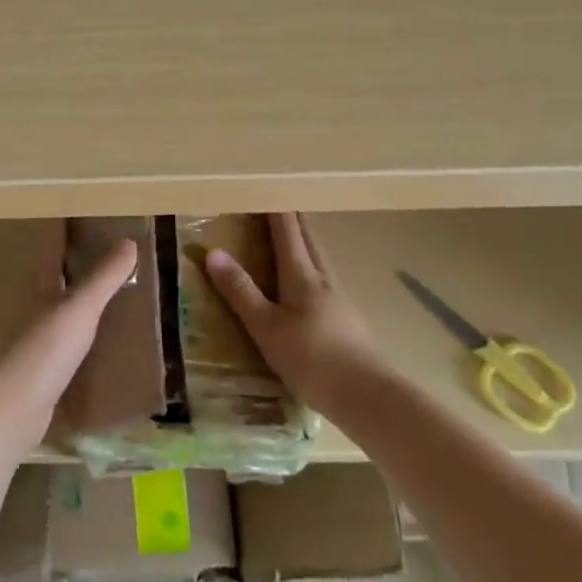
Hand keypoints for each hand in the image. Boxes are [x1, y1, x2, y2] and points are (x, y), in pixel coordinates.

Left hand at [0, 224, 138, 460]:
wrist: (12, 411)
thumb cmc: (44, 351)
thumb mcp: (79, 309)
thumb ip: (104, 278)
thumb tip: (128, 241)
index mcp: (43, 289)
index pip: (51, 249)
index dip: (62, 229)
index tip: (78, 210)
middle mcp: (38, 311)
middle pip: (56, 279)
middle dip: (76, 264)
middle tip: (109, 250)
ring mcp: (41, 345)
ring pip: (64, 314)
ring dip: (84, 304)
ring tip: (118, 297)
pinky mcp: (47, 375)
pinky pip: (73, 350)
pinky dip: (90, 343)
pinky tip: (109, 349)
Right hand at [205, 212, 384, 414]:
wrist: (368, 396)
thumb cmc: (312, 359)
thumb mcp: (266, 327)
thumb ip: (241, 291)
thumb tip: (213, 252)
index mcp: (302, 275)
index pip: (287, 230)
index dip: (274, 208)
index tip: (264, 185)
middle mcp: (323, 278)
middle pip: (308, 237)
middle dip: (292, 216)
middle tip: (277, 199)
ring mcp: (339, 298)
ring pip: (319, 256)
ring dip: (304, 238)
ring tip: (291, 232)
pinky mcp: (347, 318)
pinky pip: (324, 277)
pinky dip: (311, 263)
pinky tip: (308, 279)